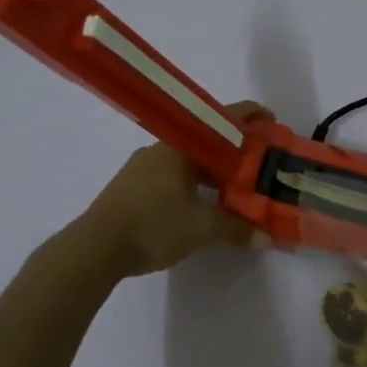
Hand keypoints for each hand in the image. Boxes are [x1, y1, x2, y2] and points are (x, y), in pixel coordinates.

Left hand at [77, 101, 272, 277]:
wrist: (94, 248)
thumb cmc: (152, 226)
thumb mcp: (201, 228)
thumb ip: (237, 228)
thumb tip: (268, 237)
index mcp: (180, 147)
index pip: (222, 121)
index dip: (250, 118)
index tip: (272, 122)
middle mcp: (161, 149)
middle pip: (206, 141)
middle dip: (234, 152)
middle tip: (259, 165)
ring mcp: (143, 167)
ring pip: (188, 161)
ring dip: (213, 171)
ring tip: (235, 189)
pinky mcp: (132, 187)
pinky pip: (173, 175)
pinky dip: (194, 183)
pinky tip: (202, 204)